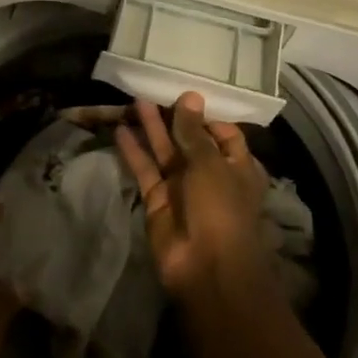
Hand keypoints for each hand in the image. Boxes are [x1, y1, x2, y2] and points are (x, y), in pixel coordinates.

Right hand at [115, 93, 271, 299]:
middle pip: (190, 140)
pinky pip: (146, 170)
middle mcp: (210, 174)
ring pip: (165, 152)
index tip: (185, 95)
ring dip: (152, 128)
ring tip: (135, 100)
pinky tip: (121, 130)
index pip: (223, 133)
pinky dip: (134, 151)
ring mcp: (182, 188)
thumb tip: (191, 96)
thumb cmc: (220, 208)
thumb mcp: (210, 163)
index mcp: (236, 166)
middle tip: (154, 89)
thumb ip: (194, 131)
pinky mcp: (158, 200)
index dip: (205, 116)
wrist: (205, 268)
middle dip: (173, 117)